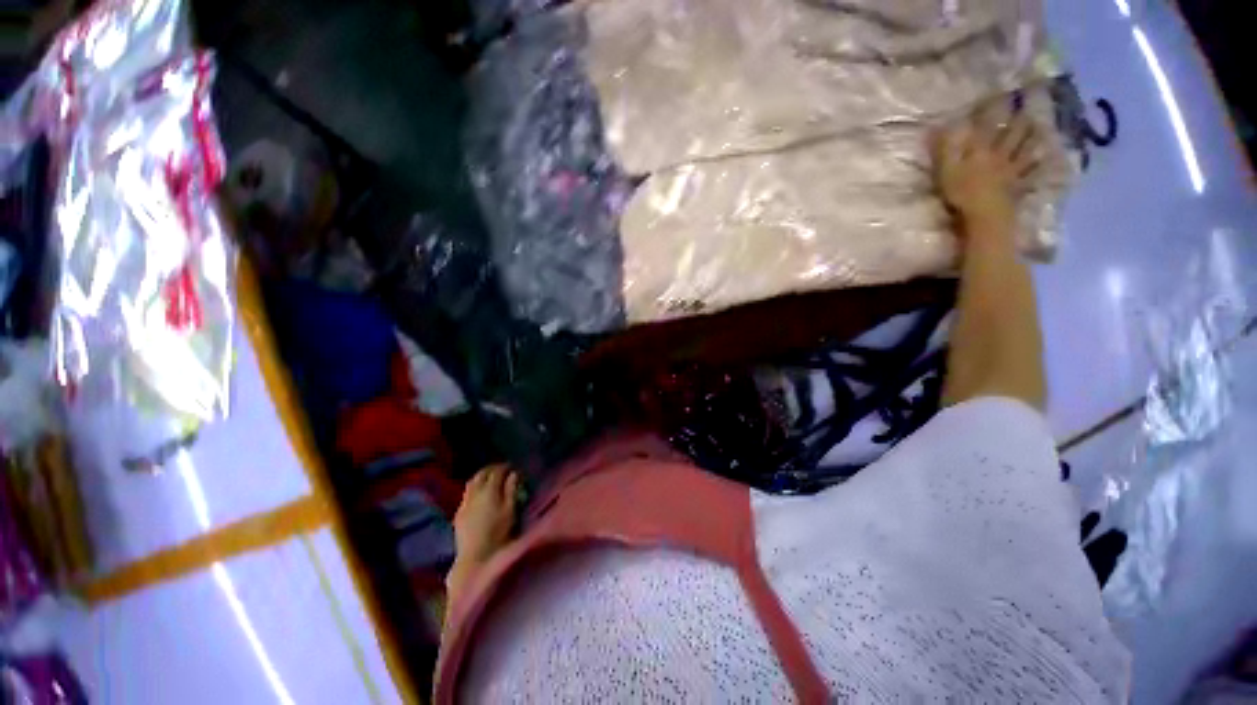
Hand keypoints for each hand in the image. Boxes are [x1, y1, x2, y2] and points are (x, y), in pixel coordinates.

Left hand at [452, 464, 519, 566]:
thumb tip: (514, 474)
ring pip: (471, 483)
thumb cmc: (498, 533)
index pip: (496, 471)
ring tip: (489, 479)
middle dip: (491, 469)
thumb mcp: (510, 510)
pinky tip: (479, 496)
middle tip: (501, 469)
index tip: (512, 467)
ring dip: (481, 477)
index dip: (504, 467)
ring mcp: (464, 504)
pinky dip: (474, 489)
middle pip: (481, 474)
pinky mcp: (458, 515)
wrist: (475, 558)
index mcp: (489, 490)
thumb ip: (511, 490)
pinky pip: (466, 494)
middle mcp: (474, 493)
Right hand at [931, 109, 1039, 227]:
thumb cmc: (961, 193)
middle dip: (1019, 118)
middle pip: (1013, 133)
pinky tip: (1047, 159)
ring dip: (1034, 137)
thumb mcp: (945, 171)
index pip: (987, 124)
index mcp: (981, 150)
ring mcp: (1012, 171)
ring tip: (1042, 126)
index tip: (998, 91)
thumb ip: (944, 149)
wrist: (985, 216)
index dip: (993, 108)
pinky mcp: (1019, 186)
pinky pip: (1033, 173)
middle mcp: (1001, 155)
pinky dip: (1040, 165)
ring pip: (1027, 149)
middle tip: (1030, 103)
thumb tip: (939, 126)